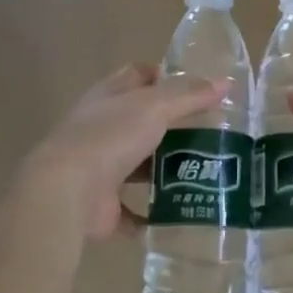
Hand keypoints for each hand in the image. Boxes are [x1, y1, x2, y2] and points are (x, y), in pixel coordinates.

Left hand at [17, 64, 223, 241]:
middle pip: (141, 123)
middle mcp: (101, 130)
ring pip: (138, 166)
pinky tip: (182, 215)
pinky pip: (133, 212)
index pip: (136, 76)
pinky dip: (152, 216)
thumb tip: (225, 82)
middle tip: (212, 135)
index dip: (163, 76)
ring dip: (165, 171)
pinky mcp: (102, 206)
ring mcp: (100, 169)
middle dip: (172, 128)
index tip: (195, 88)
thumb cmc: (109, 137)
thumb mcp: (154, 107)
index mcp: (108, 98)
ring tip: (206, 174)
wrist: (67, 193)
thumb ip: (189, 96)